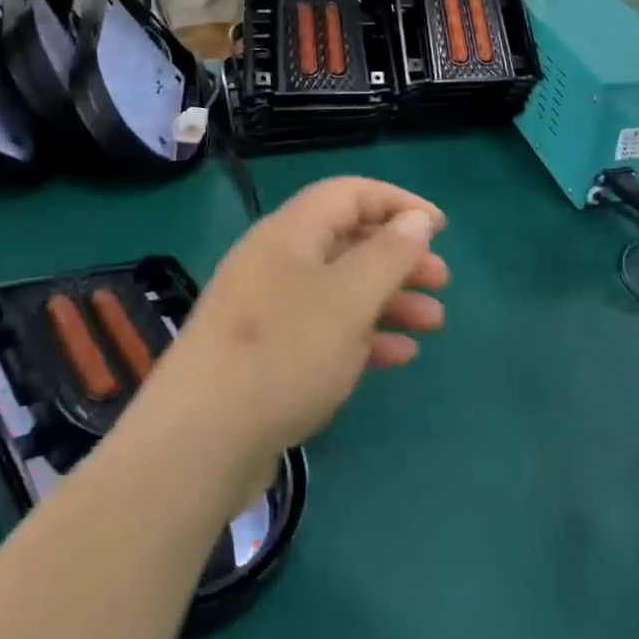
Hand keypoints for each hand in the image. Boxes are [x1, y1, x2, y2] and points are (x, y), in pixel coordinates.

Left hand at [153, 178, 448, 462]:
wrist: (197, 444)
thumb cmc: (284, 353)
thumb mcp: (349, 298)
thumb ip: (389, 253)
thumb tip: (417, 219)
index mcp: (290, 232)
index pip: (350, 194)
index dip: (398, 203)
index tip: (440, 228)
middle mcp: (277, 261)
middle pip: (348, 241)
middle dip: (399, 257)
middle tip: (441, 281)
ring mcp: (267, 309)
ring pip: (340, 288)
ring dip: (388, 299)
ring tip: (432, 323)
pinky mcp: (265, 353)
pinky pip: (323, 329)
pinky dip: (363, 335)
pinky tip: (396, 357)